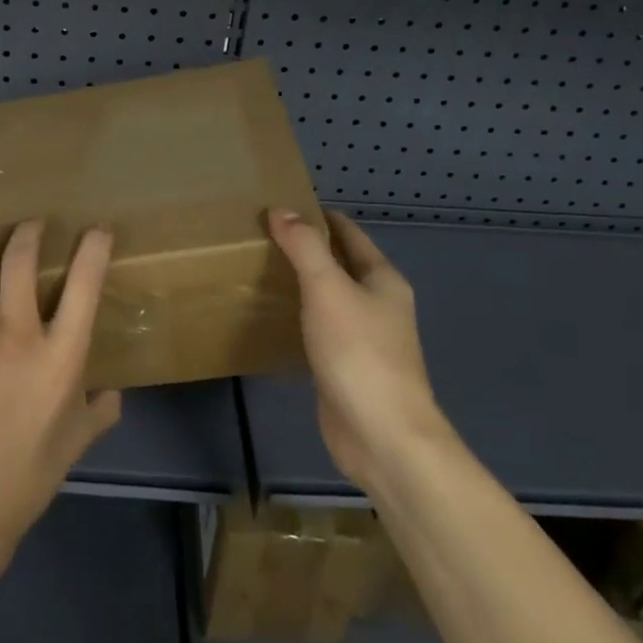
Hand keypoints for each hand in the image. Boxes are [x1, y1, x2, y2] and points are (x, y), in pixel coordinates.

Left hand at [0, 221, 122, 557]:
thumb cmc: (33, 473)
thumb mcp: (79, 439)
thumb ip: (101, 409)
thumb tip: (113, 394)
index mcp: (60, 355)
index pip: (84, 285)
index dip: (94, 247)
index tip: (97, 230)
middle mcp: (17, 336)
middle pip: (20, 262)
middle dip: (29, 232)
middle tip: (34, 226)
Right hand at [267, 208, 449, 494]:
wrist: (382, 436)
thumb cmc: (359, 353)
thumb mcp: (328, 289)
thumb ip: (304, 247)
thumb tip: (281, 210)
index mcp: (383, 280)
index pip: (349, 234)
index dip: (318, 217)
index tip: (280, 206)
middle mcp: (378, 305)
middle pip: (340, 265)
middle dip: (306, 250)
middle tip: (260, 236)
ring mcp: (364, 340)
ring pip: (329, 299)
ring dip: (301, 284)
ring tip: (258, 270)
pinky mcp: (346, 369)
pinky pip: (319, 331)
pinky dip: (298, 319)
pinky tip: (271, 318)